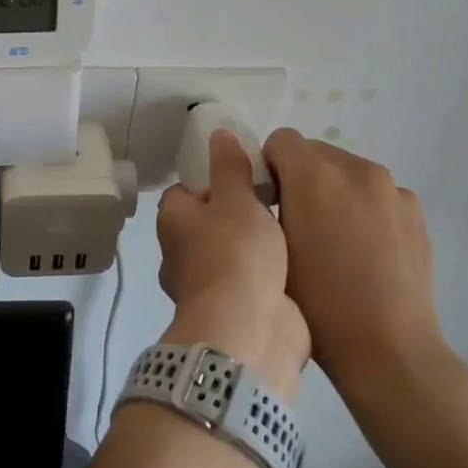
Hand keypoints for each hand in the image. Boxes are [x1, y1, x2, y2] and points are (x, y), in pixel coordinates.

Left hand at [156, 130, 310, 397]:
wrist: (249, 332)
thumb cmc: (236, 254)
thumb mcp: (237, 199)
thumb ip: (230, 167)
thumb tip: (217, 134)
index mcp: (173, 222)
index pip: (186, 190)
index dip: (213, 181)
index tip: (246, 178)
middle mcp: (181, 254)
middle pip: (209, 223)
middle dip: (238, 215)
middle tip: (275, 202)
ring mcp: (206, 287)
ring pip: (230, 255)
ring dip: (254, 248)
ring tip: (291, 230)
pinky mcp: (232, 312)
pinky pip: (249, 283)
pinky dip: (266, 275)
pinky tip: (294, 264)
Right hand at [262, 129, 451, 395]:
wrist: (387, 347)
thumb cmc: (317, 303)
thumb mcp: (272, 251)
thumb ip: (263, 207)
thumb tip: (267, 192)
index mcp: (314, 175)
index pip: (280, 140)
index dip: (269, 168)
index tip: (269, 203)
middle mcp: (356, 169)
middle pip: (315, 153)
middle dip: (301, 178)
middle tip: (298, 224)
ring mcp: (391, 189)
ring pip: (348, 172)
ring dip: (333, 191)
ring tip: (335, 241)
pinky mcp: (415, 210)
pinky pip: (377, 194)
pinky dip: (364, 208)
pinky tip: (365, 251)